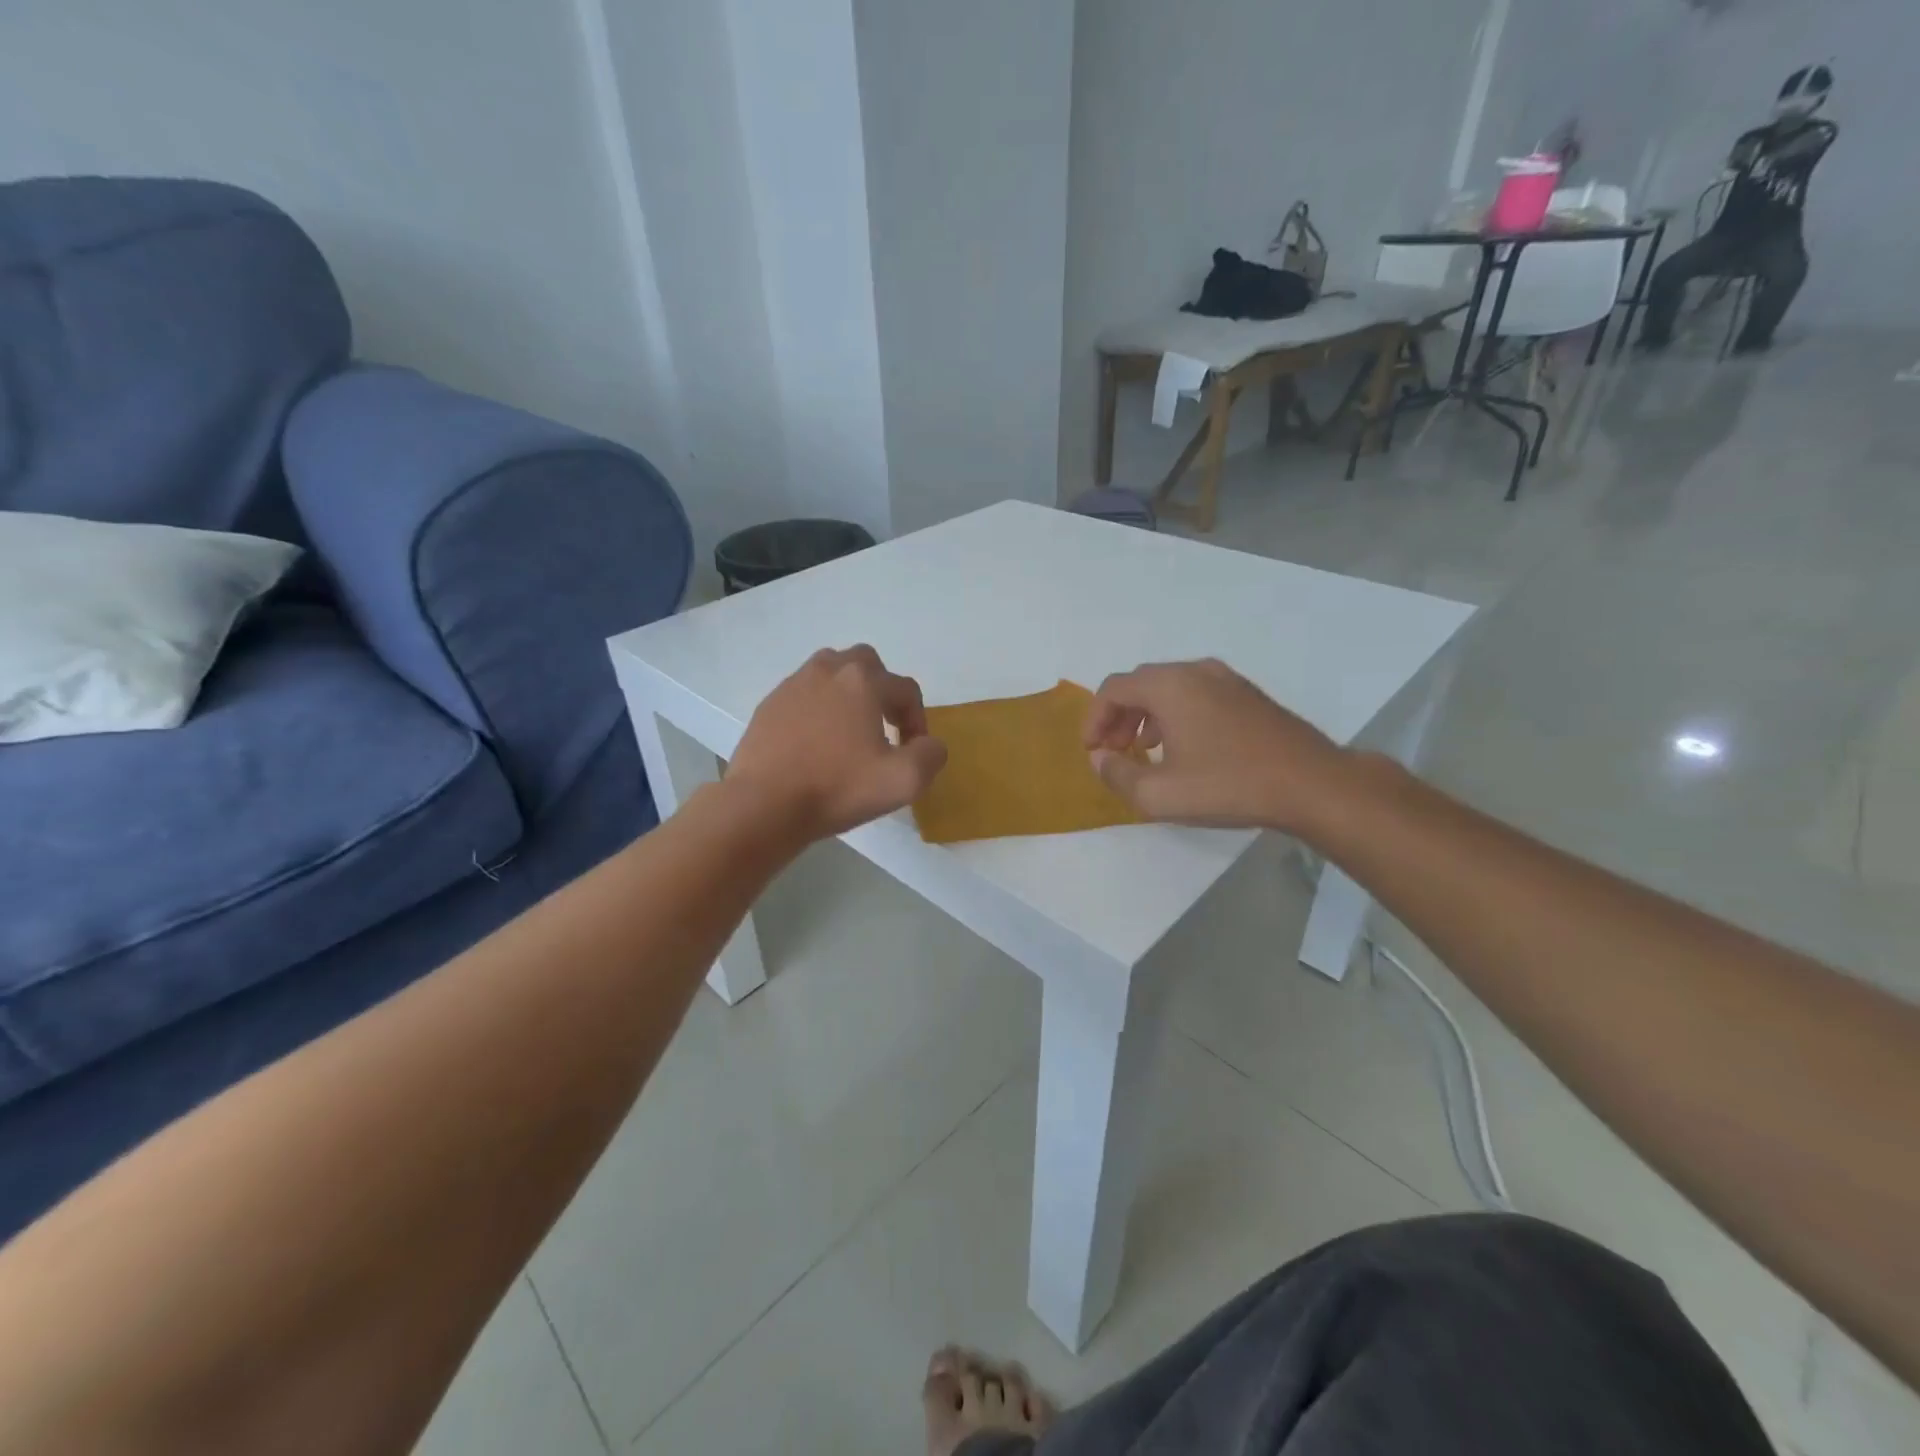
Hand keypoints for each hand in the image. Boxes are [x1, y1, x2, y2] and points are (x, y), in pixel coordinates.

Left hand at [725, 645, 947, 841]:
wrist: (764, 804)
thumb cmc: (837, 788)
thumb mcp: (903, 781)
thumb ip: (930, 755)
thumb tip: (928, 744)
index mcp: (862, 682)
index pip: (906, 690)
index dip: (918, 720)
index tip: (912, 752)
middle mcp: (828, 670)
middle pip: (867, 665)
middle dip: (882, 691)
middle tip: (883, 727)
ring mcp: (793, 685)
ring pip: (831, 672)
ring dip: (848, 694)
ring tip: (849, 730)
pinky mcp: (769, 705)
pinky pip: (803, 694)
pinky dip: (817, 709)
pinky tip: (816, 743)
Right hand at [1082, 658, 1353, 834]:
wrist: (1312, 784)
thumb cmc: (1228, 785)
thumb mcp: (1158, 794)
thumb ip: (1117, 774)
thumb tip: (1100, 758)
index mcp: (1169, 685)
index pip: (1113, 689)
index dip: (1094, 719)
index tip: (1092, 751)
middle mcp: (1196, 671)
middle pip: (1140, 684)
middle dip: (1118, 716)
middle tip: (1112, 750)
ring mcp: (1227, 680)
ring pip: (1169, 688)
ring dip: (1146, 716)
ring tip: (1142, 750)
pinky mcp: (1248, 695)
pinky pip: (1196, 695)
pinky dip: (1175, 714)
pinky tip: (1183, 748)